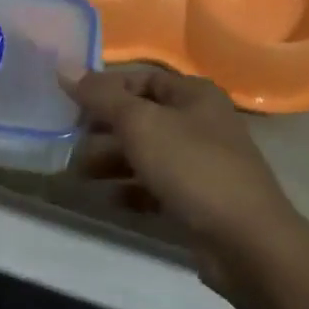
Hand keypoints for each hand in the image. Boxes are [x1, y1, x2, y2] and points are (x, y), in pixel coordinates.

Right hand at [65, 67, 297, 292]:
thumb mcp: (140, 124)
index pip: (141, 78)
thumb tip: (63, 67)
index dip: (105, 88)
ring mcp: (200, 163)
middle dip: (103, 129)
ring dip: (110, 161)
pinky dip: (129, 190)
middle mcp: (199, 123)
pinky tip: (108, 198)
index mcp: (194, 95)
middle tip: (68, 141)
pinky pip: (154, 187)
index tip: (70, 103)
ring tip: (78, 173)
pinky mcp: (196, 200)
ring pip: (145, 153)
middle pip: (140, 117)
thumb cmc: (191, 167)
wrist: (245, 242)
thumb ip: (100, 97)